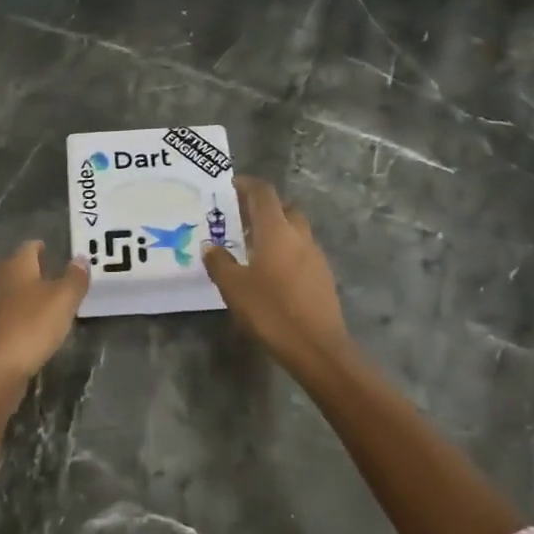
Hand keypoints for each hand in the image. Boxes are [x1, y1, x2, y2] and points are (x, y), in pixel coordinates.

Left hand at [0, 241, 89, 387]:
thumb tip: (81, 258)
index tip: (51, 249)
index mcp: (16, 266)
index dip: (41, 247)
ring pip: (10, 292)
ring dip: (25, 295)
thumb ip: (74, 278)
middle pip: (16, 268)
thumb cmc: (31, 326)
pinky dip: (18, 317)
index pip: (29, 247)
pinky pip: (6, 316)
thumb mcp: (63, 300)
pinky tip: (30, 328)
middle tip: (53, 274)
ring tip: (45, 302)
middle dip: (32, 270)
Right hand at [204, 177, 354, 372]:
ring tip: (253, 246)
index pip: (263, 193)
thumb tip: (211, 247)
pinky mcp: (323, 276)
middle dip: (263, 208)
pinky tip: (271, 272)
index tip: (232, 186)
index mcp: (276, 230)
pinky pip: (302, 251)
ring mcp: (315, 256)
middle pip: (283, 208)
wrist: (317, 348)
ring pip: (295, 230)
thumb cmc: (271, 311)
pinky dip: (286, 251)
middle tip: (240, 219)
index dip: (247, 185)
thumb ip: (220, 263)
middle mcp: (299, 235)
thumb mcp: (234, 288)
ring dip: (276, 230)